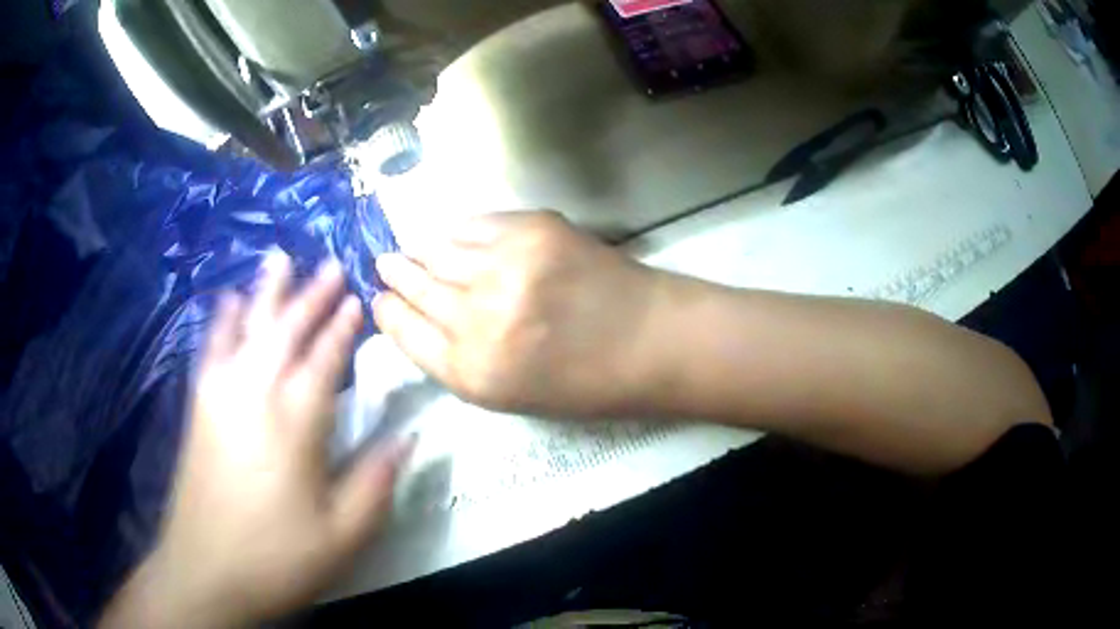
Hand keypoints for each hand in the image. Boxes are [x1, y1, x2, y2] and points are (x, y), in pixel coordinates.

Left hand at [101, 256, 411, 627]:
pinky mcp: (199, 406)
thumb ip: (377, 483)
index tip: (357, 300)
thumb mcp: (343, 535)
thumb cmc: (278, 557)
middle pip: (286, 332)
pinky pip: (212, 348)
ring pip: (248, 328)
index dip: (342, 330)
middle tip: (331, 265)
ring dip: (267, 292)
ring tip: (280, 257)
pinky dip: (223, 320)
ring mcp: (221, 395)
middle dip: (311, 296)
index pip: (324, 361)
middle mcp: (256, 394)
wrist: (206, 571)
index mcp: (296, 423)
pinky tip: (229, 301)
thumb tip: (409, 438)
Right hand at [373, 211, 666, 417]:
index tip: (378, 301)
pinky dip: (457, 232)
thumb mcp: (510, 394)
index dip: (386, 313)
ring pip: (438, 250)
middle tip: (384, 265)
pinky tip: (452, 236)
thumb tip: (420, 316)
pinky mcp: (533, 228)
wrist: (652, 340)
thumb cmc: (585, 383)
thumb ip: (459, 358)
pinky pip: (474, 224)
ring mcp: (506, 266)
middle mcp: (478, 318)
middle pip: (415, 287)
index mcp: (472, 372)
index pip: (404, 331)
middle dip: (394, 275)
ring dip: (418, 250)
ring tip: (409, 248)